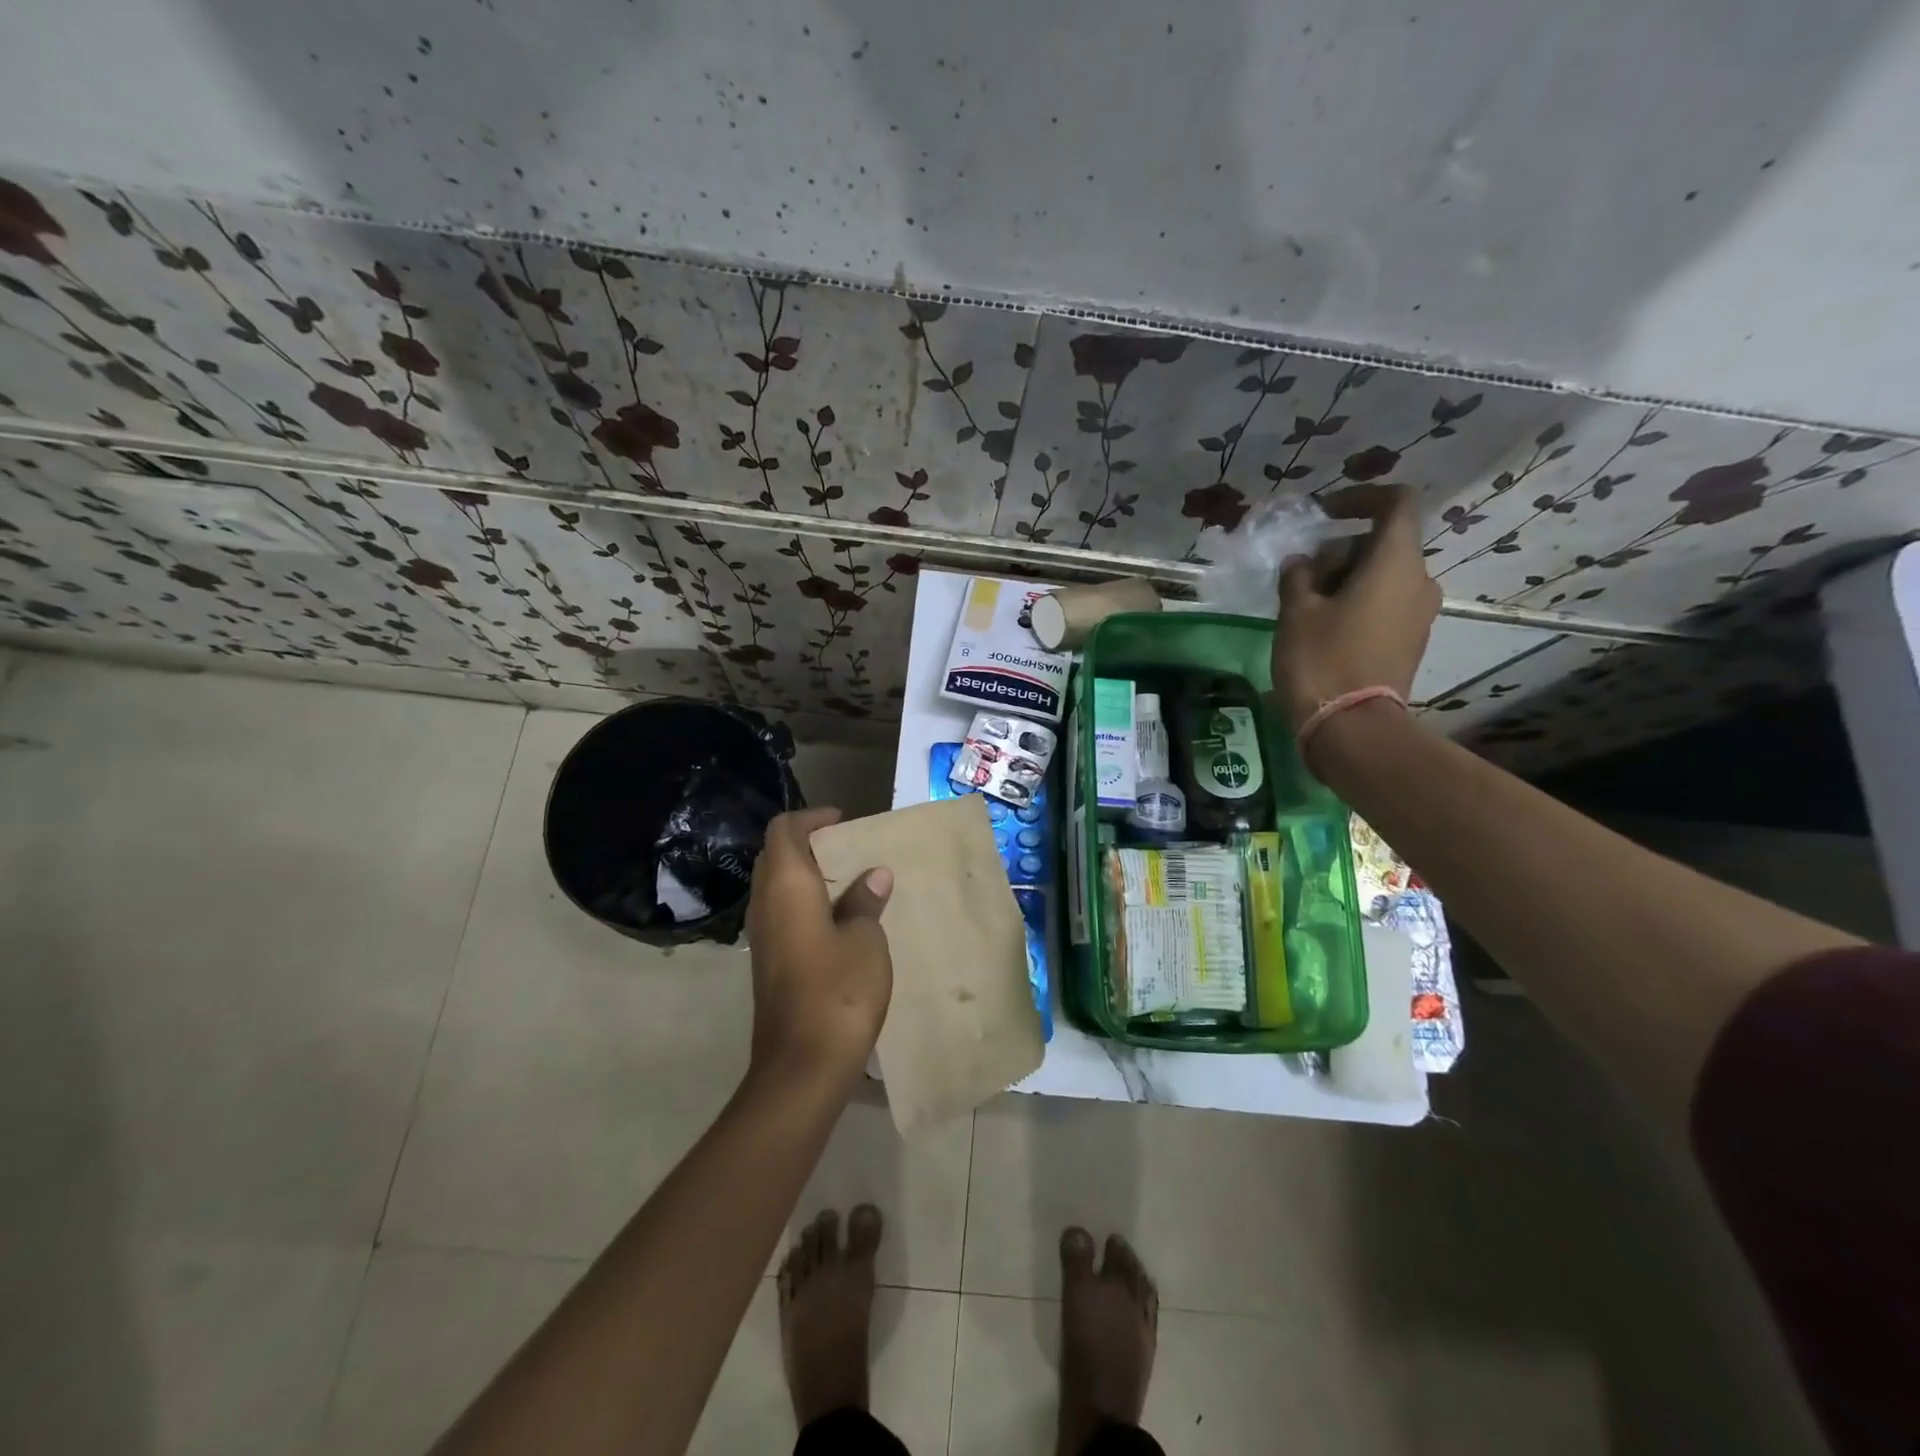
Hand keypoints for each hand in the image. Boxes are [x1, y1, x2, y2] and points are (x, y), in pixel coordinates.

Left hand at [743, 808, 893, 1091]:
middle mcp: (765, 904)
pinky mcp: (768, 962)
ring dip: (807, 875)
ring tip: (850, 880)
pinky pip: (782, 913)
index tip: (843, 821)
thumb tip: (874, 875)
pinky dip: (805, 902)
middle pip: (776, 855)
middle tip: (849, 848)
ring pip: (777, 886)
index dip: (811, 818)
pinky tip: (839, 919)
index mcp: (786, 886)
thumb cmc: (838, 991)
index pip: (784, 830)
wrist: (802, 1065)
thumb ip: (865, 902)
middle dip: (809, 844)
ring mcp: (762, 936)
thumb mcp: (865, 939)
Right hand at [1273, 484, 1438, 730]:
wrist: (1352, 728)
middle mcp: (1419, 581)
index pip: (1396, 503)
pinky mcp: (1410, 641)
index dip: (1360, 498)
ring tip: (1304, 603)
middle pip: (1382, 543)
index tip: (1324, 513)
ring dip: (1345, 578)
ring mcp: (1419, 614)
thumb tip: (1301, 564)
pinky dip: (1357, 601)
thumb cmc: (1322, 659)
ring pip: (1382, 575)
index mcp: (1396, 562)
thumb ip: (1298, 576)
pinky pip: (1385, 604)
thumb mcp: (1296, 611)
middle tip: (1299, 575)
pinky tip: (1322, 626)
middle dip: (1339, 550)